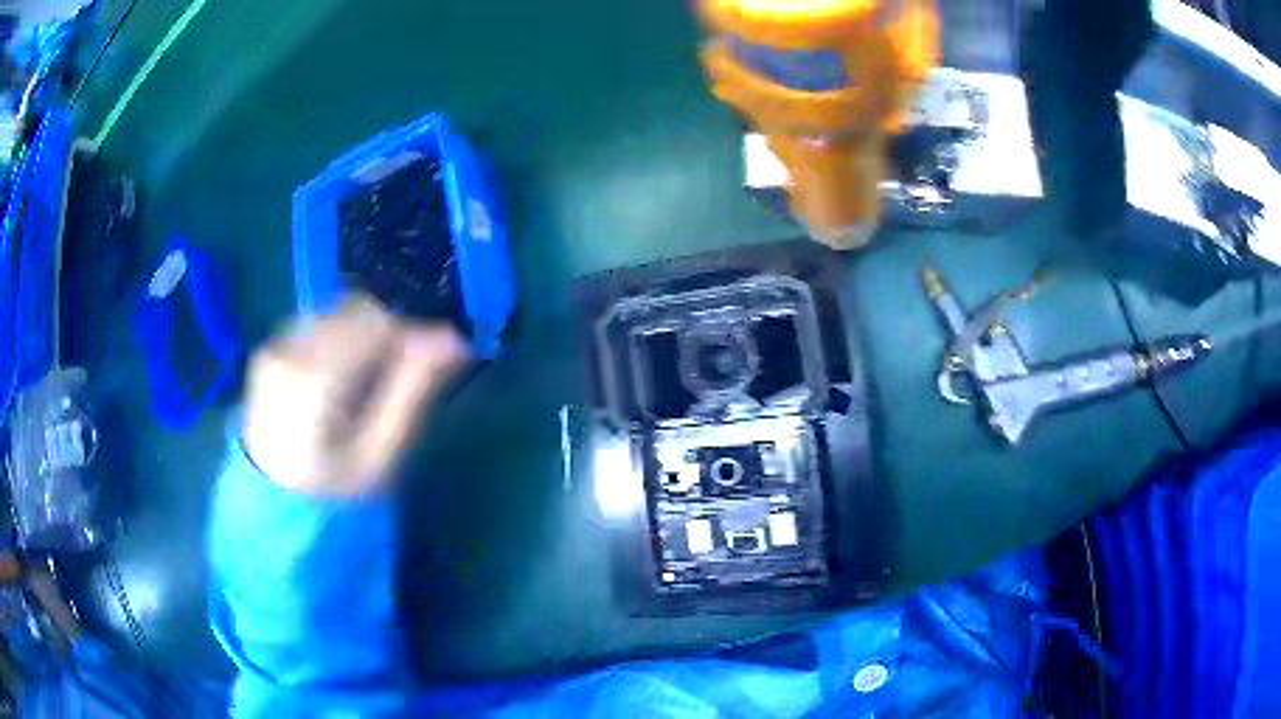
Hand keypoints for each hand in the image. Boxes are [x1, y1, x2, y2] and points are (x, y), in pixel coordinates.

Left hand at [243, 295, 468, 496]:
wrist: (270, 498)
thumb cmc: (334, 487)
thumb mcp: (380, 454)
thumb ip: (412, 391)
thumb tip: (454, 339)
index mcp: (318, 377)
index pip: (377, 322)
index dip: (412, 334)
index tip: (436, 357)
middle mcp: (291, 348)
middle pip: (356, 309)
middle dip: (387, 332)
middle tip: (399, 374)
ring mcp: (275, 345)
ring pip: (336, 311)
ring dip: (362, 333)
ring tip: (366, 378)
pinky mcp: (268, 347)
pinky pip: (316, 322)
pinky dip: (337, 337)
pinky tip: (338, 375)